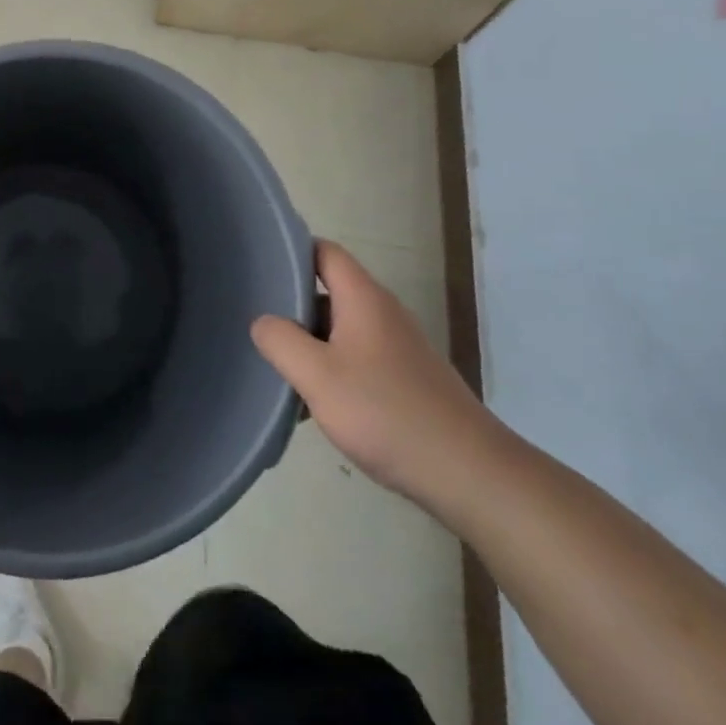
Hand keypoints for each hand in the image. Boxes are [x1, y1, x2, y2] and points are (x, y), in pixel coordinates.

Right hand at [251, 240, 503, 507]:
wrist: (468, 473)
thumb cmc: (386, 413)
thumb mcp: (317, 375)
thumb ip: (280, 341)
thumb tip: (263, 322)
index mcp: (364, 299)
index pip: (324, 252)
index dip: (292, 251)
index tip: (258, 267)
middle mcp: (383, 313)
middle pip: (328, 291)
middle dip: (292, 306)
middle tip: (256, 324)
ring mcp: (397, 347)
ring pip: (339, 329)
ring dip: (309, 344)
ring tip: (277, 368)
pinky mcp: (405, 379)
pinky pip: (356, 358)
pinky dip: (331, 370)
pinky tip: (314, 404)